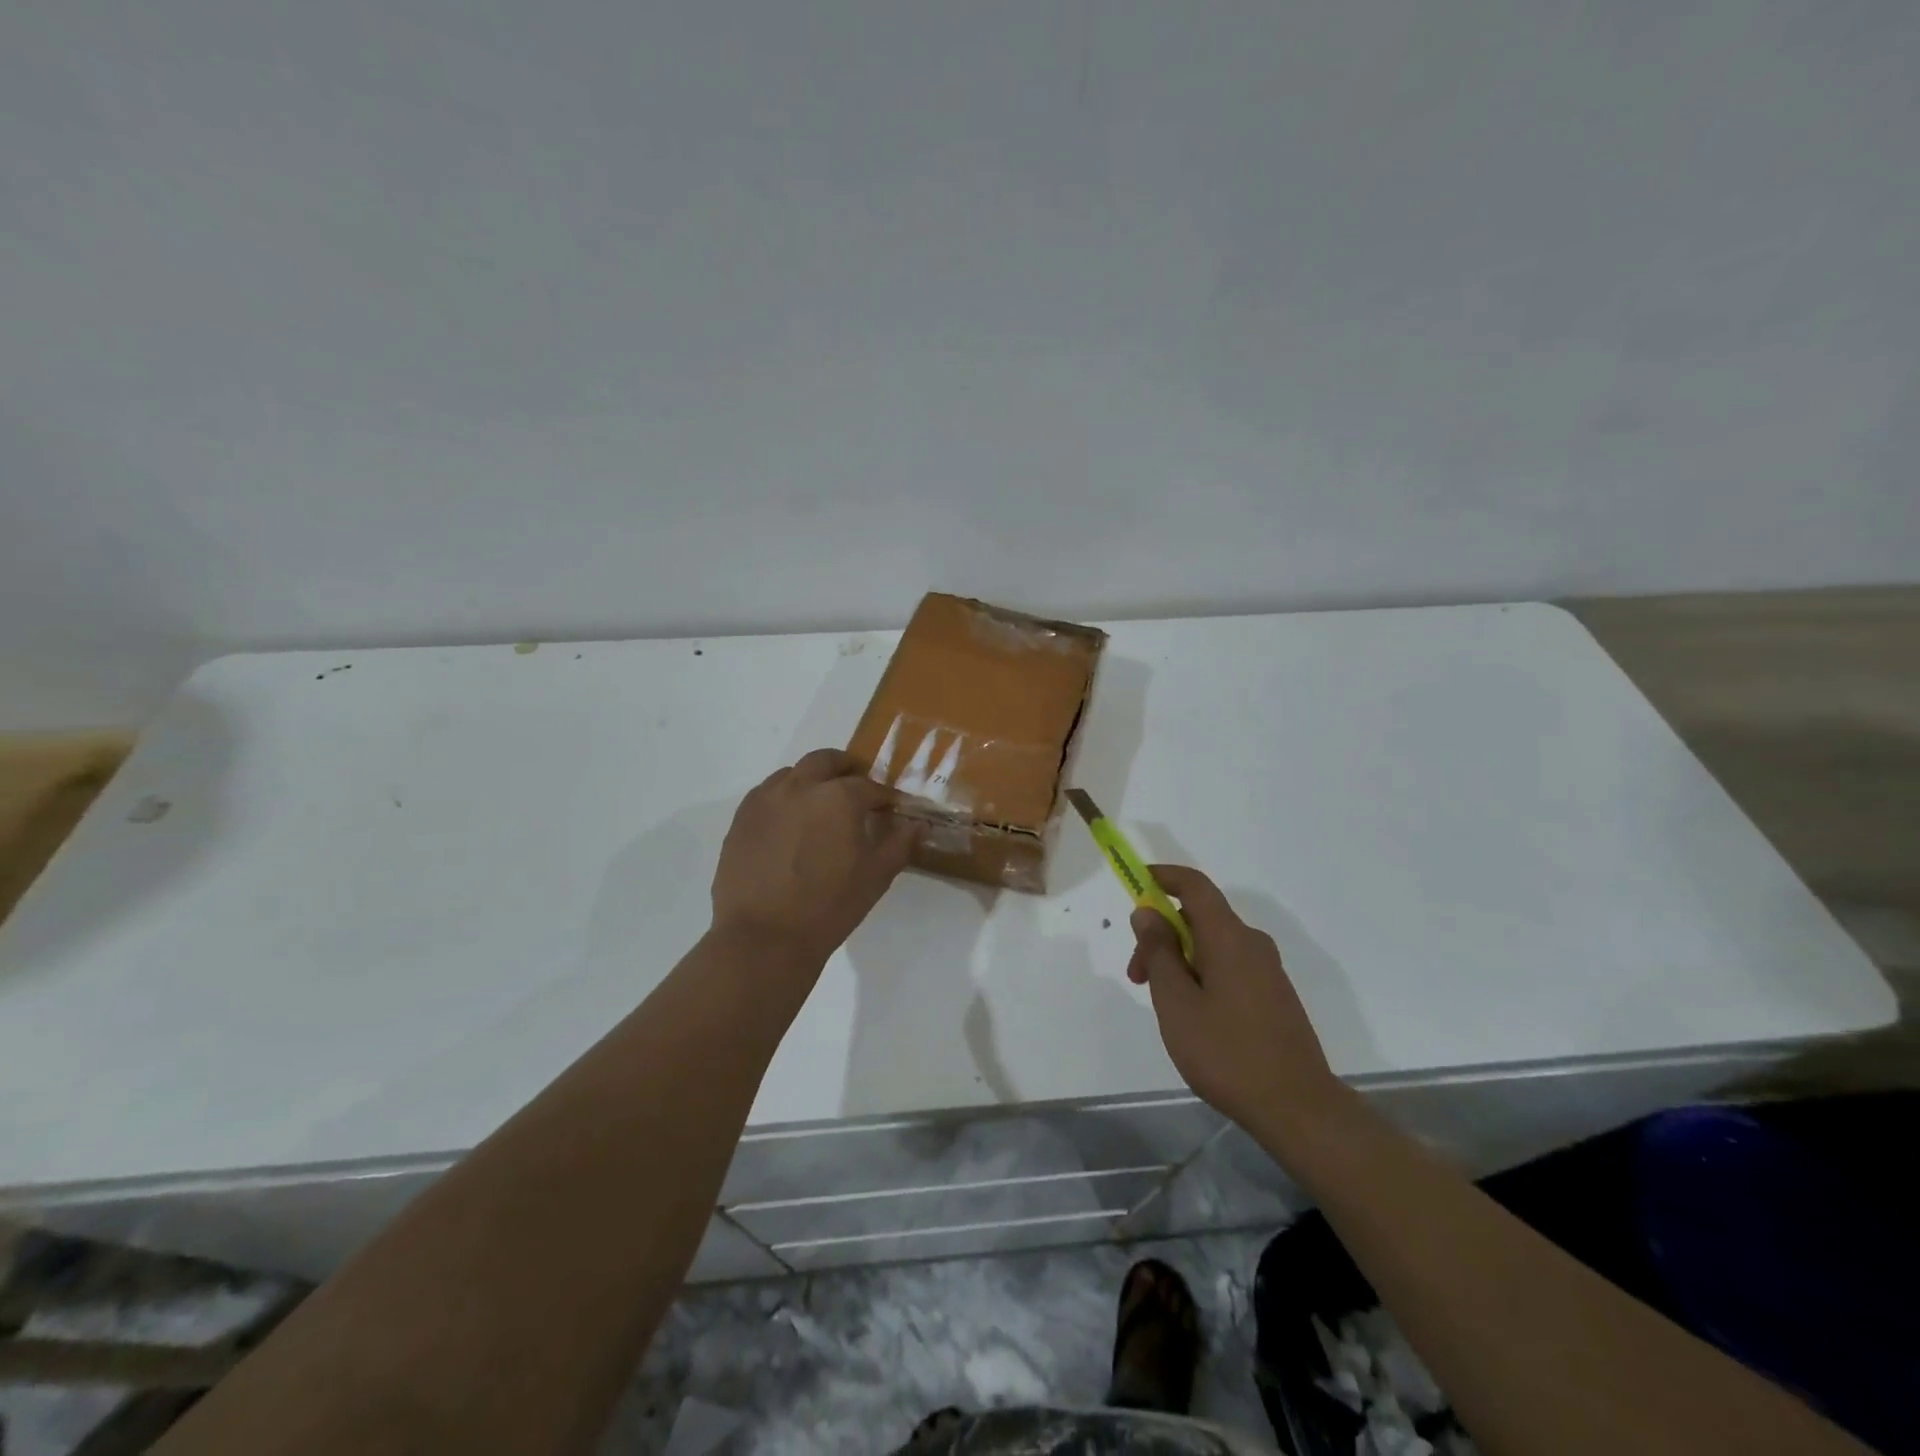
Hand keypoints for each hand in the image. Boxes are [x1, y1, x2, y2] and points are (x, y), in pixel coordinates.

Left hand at [711, 749, 919, 965]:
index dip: (885, 796)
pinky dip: (784, 798)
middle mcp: (801, 786)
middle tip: (857, 790)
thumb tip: (918, 824)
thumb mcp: (876, 876)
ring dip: (812, 780)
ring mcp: (766, 800)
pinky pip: (767, 794)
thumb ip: (900, 843)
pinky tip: (790, 824)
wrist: (764, 937)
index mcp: (838, 797)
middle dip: (846, 769)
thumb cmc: (829, 906)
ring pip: (793, 773)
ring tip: (820, 806)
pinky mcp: (741, 818)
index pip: (870, 786)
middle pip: (826, 761)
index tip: (892, 808)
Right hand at [1127, 865, 1341, 1129]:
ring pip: (1212, 945)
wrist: (1298, 1107)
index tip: (1136, 883)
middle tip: (1137, 976)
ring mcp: (1267, 970)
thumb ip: (1159, 952)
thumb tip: (1147, 912)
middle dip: (1162, 934)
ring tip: (1162, 1004)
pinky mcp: (1274, 995)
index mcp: (1228, 937)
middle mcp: (1251, 943)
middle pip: (1199, 917)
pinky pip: (1229, 966)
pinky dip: (1201, 974)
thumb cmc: (1226, 1052)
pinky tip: (1192, 1016)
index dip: (1164, 877)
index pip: (1194, 885)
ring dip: (1179, 959)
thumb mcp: (1176, 1002)